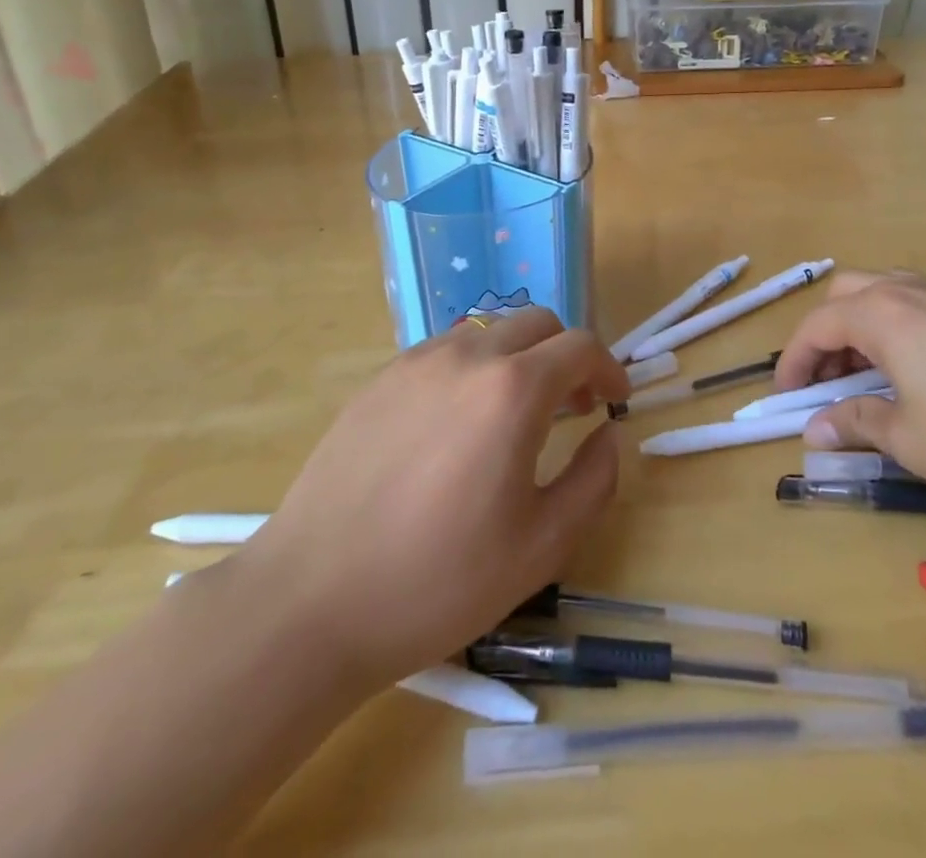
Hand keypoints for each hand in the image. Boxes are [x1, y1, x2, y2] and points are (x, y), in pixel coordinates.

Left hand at [235, 309, 628, 694]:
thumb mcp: (542, 547)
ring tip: (515, 414)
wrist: (310, 602)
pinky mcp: (380, 379)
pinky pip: (445, 351)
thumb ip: (593, 480)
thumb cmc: (438, 581)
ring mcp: (416, 362)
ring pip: (489, 332)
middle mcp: (467, 356)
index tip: (615, 400)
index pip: (580, 346)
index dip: (609, 367)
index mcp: (512, 390)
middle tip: (573, 405)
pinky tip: (458, 424)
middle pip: (537, 323)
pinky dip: (473, 367)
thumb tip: (609, 434)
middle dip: (567, 355)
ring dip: (519, 357)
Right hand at [776, 270, 925, 507]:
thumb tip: (815, 430)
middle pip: (847, 294)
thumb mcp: (911, 440)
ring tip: (869, 378)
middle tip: (827, 381)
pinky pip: (920, 307)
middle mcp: (912, 291)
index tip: (787, 397)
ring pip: (885, 295)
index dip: (794, 360)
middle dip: (826, 334)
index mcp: (883, 314)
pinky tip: (919, 375)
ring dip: (862, 329)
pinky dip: (898, 331)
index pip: (817, 324)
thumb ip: (857, 425)